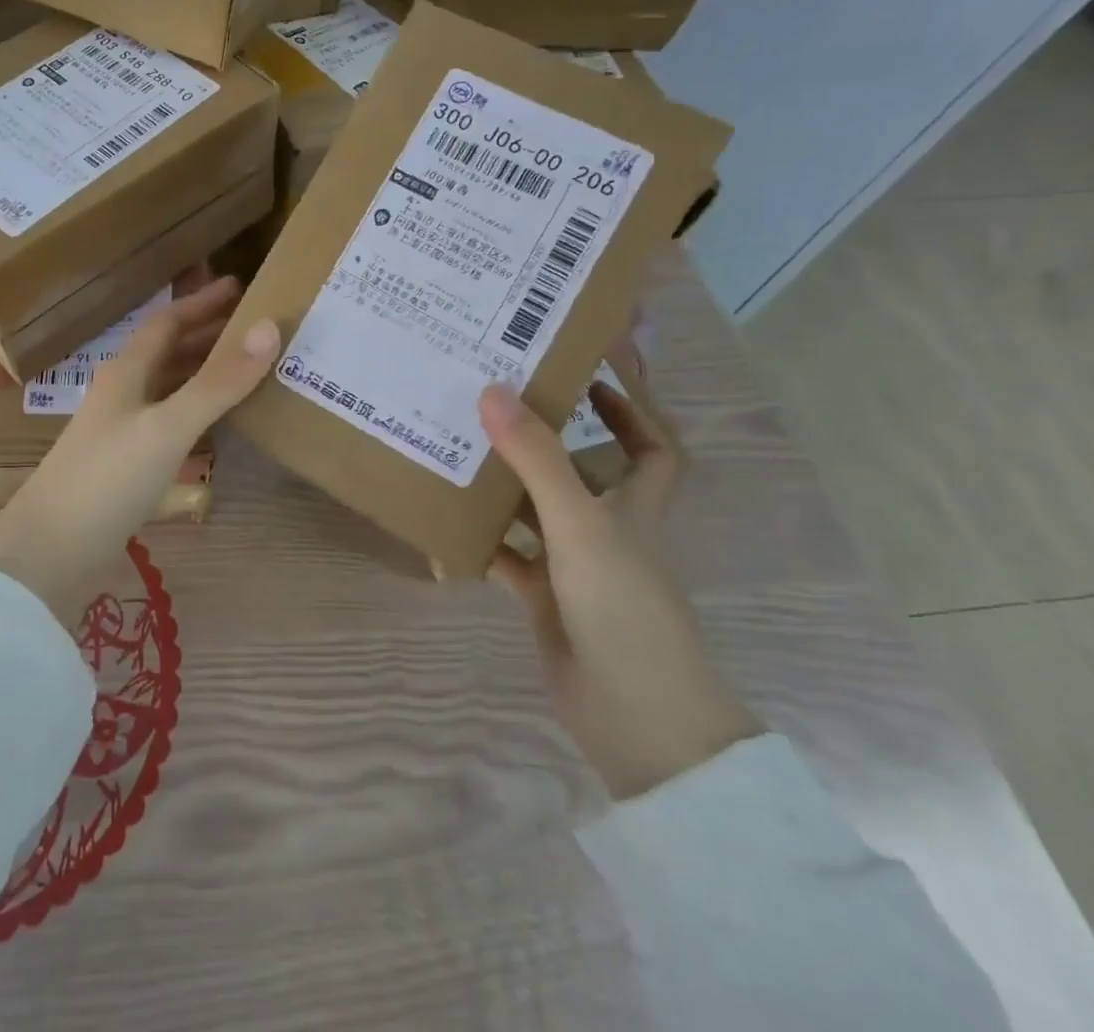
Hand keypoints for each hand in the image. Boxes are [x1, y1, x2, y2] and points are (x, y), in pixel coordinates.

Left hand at [0, 274, 280, 627]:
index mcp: (127, 372)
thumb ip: (219, 381)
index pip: (168, 322)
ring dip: (205, 378)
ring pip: (169, 391)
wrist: (51, 552)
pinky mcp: (126, 469)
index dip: (203, 302)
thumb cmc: (108, 478)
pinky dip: (197, 419)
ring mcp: (121, 433)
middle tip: (257, 329)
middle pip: (169, 354)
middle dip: (210, 337)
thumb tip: (268, 327)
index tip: (241, 287)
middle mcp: (123, 395)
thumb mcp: (168, 426)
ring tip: (248, 372)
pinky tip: (219, 430)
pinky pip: (169, 428)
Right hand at [480, 380, 761, 799]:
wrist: (636, 719)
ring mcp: (574, 565)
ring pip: (535, 511)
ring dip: (502, 486)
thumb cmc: (624, 608)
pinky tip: (442, 527)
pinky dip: (479, 543)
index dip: (630, 409)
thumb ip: (537, 459)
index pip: (651, 445)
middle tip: (492, 400)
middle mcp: (607, 528)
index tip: (587, 374)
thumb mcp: (581, 524)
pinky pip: (506, 557)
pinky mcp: (545, 598)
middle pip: (579, 470)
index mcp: (634, 505)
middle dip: (543, 438)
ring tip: (453, 447)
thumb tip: (493, 390)